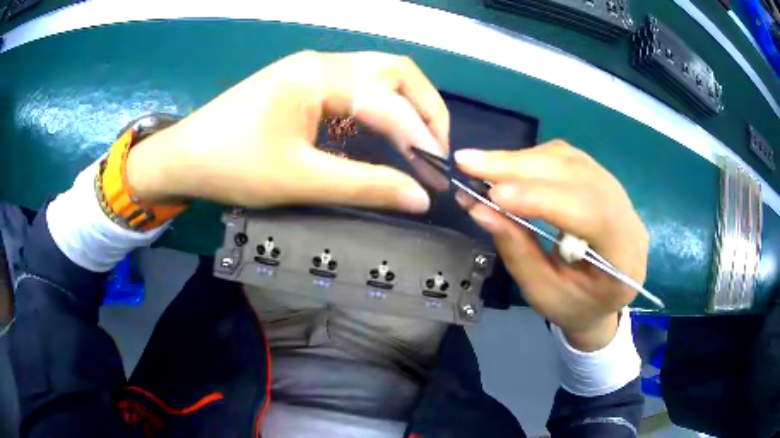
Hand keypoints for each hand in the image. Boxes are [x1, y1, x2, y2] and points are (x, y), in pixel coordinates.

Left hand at [126, 51, 449, 211]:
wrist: (183, 157)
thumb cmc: (233, 165)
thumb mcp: (300, 179)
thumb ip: (365, 186)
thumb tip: (419, 199)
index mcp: (321, 75)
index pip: (389, 104)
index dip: (421, 140)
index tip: (438, 176)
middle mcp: (323, 61)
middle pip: (395, 70)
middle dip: (425, 108)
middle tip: (437, 148)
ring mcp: (312, 68)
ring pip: (379, 74)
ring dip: (406, 104)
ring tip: (420, 142)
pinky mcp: (304, 82)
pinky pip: (357, 86)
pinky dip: (381, 107)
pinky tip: (384, 132)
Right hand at [455, 141, 648, 350]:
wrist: (601, 300)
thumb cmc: (574, 306)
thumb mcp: (543, 293)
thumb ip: (517, 251)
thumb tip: (480, 209)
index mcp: (624, 255)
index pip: (591, 212)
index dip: (543, 198)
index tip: (493, 194)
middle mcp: (628, 215)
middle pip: (579, 175)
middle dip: (521, 167)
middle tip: (470, 162)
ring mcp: (618, 192)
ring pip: (571, 159)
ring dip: (522, 159)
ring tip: (482, 165)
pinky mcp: (602, 180)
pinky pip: (567, 158)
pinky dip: (532, 159)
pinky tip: (507, 167)